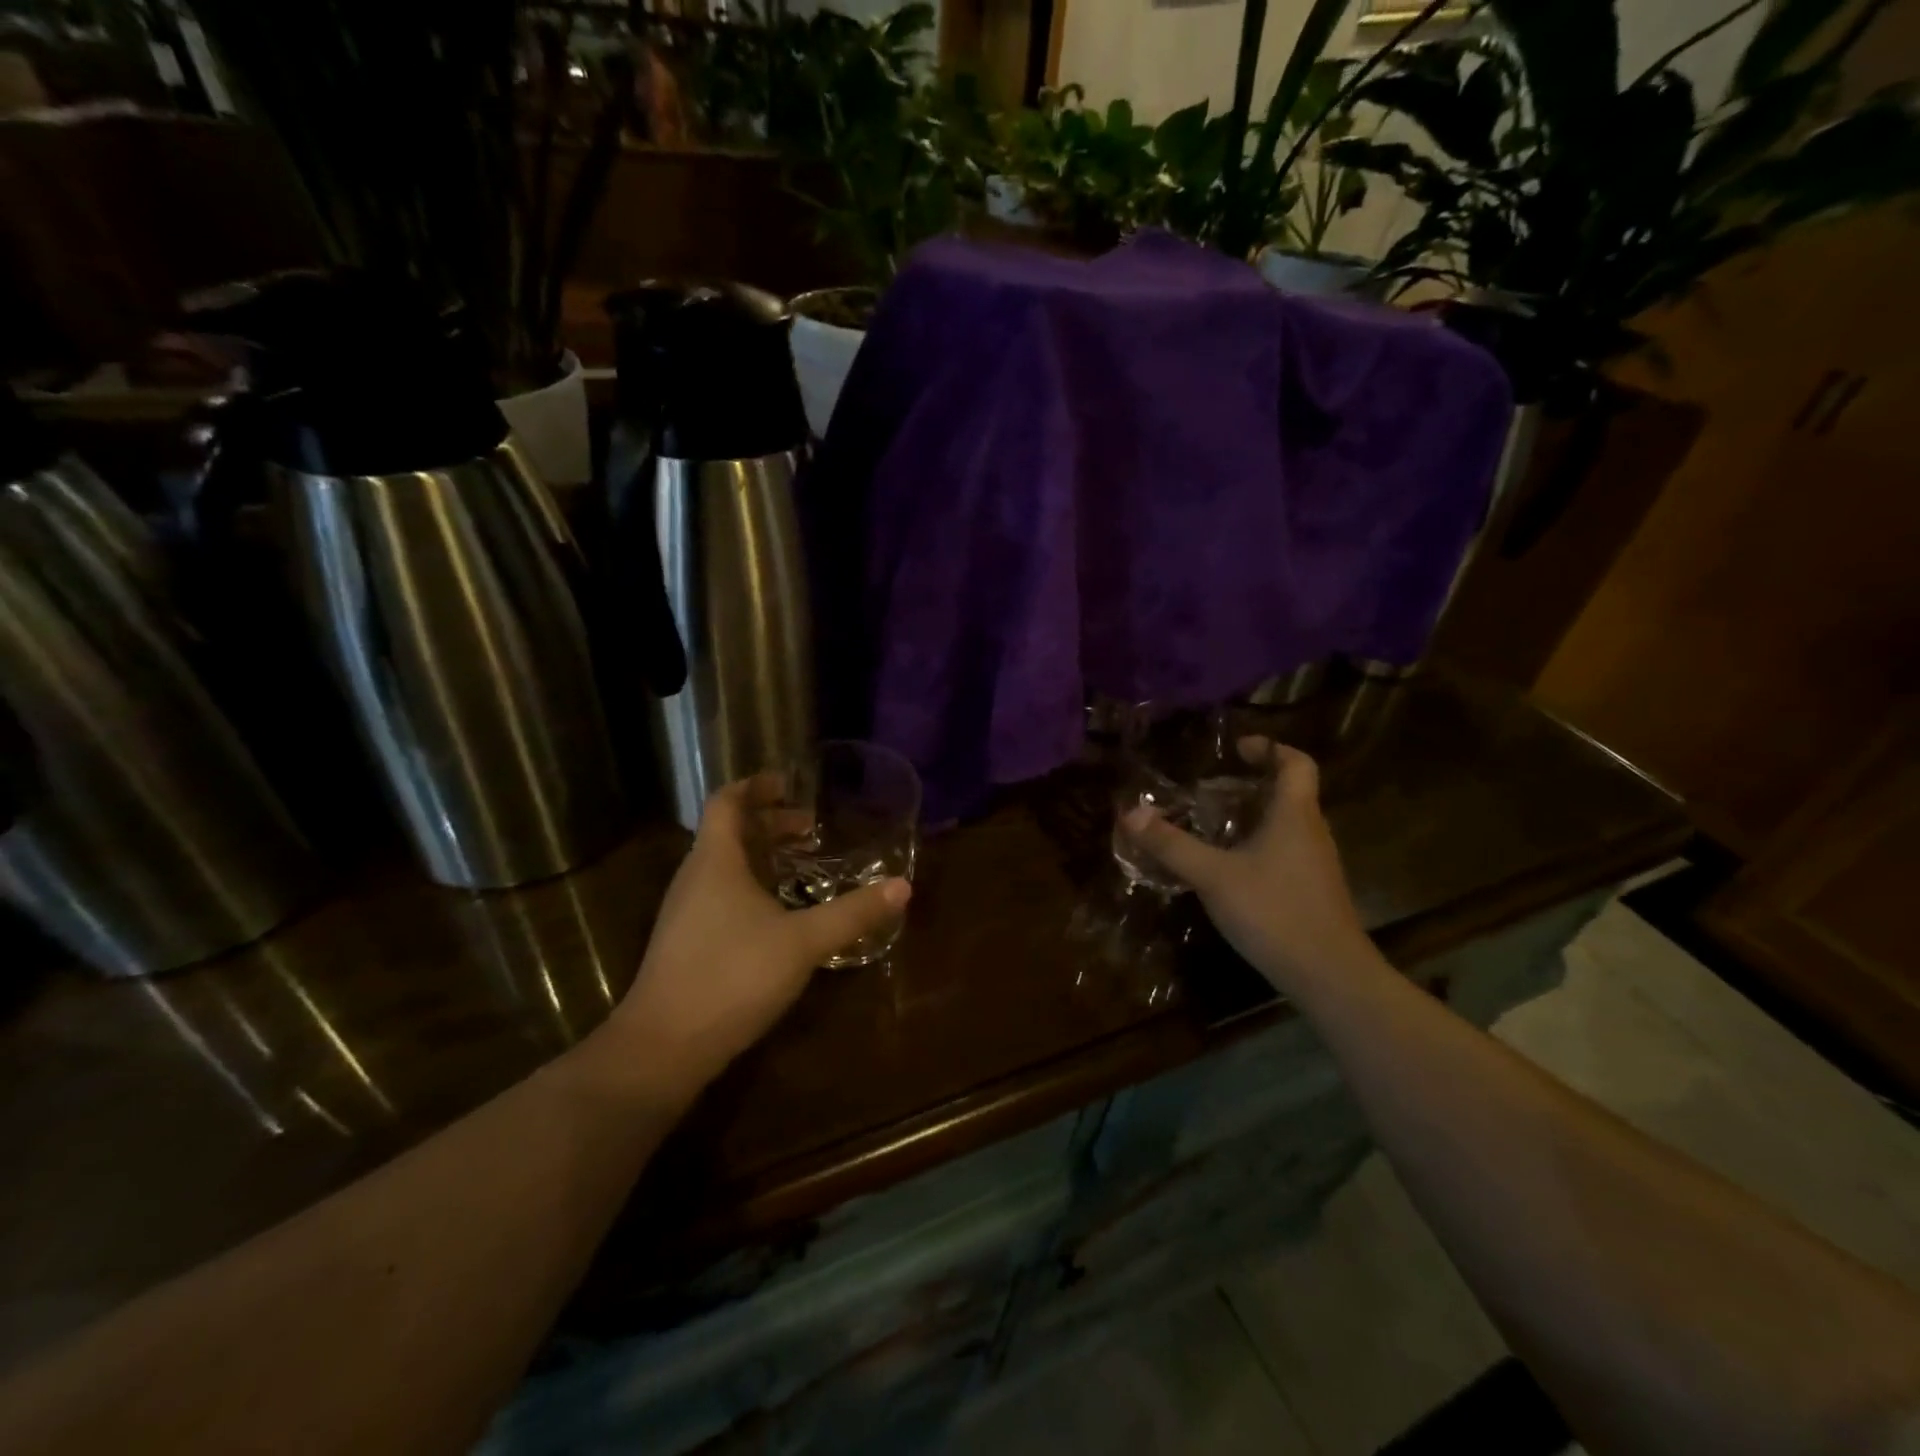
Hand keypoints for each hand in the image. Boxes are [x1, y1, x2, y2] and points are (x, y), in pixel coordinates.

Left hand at [604, 775, 910, 1096]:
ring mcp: (685, 911)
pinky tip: (778, 913)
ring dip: (761, 856)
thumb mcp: (803, 941)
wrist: (663, 1046)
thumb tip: (902, 888)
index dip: (755, 786)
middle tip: (810, 827)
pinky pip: (720, 894)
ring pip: (724, 865)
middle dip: (769, 823)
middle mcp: (695, 877)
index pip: (727, 802)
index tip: (788, 782)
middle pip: (728, 832)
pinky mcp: (686, 942)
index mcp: (716, 861)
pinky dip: (750, 886)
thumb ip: (852, 913)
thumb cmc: (732, 975)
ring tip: (800, 864)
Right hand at [1120, 738, 1370, 992]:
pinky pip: (1284, 852)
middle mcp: (1311, 832)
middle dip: (1250, 784)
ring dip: (1252, 816)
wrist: (1330, 976)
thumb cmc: (1274, 912)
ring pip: (1286, 824)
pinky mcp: (1312, 891)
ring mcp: (1316, 864)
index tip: (1236, 750)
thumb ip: (1172, 845)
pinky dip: (1257, 846)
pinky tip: (1228, 869)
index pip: (1296, 763)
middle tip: (1208, 790)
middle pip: (1289, 792)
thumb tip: (1130, 813)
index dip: (1269, 748)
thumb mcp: (1213, 876)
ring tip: (1210, 825)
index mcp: (1294, 814)